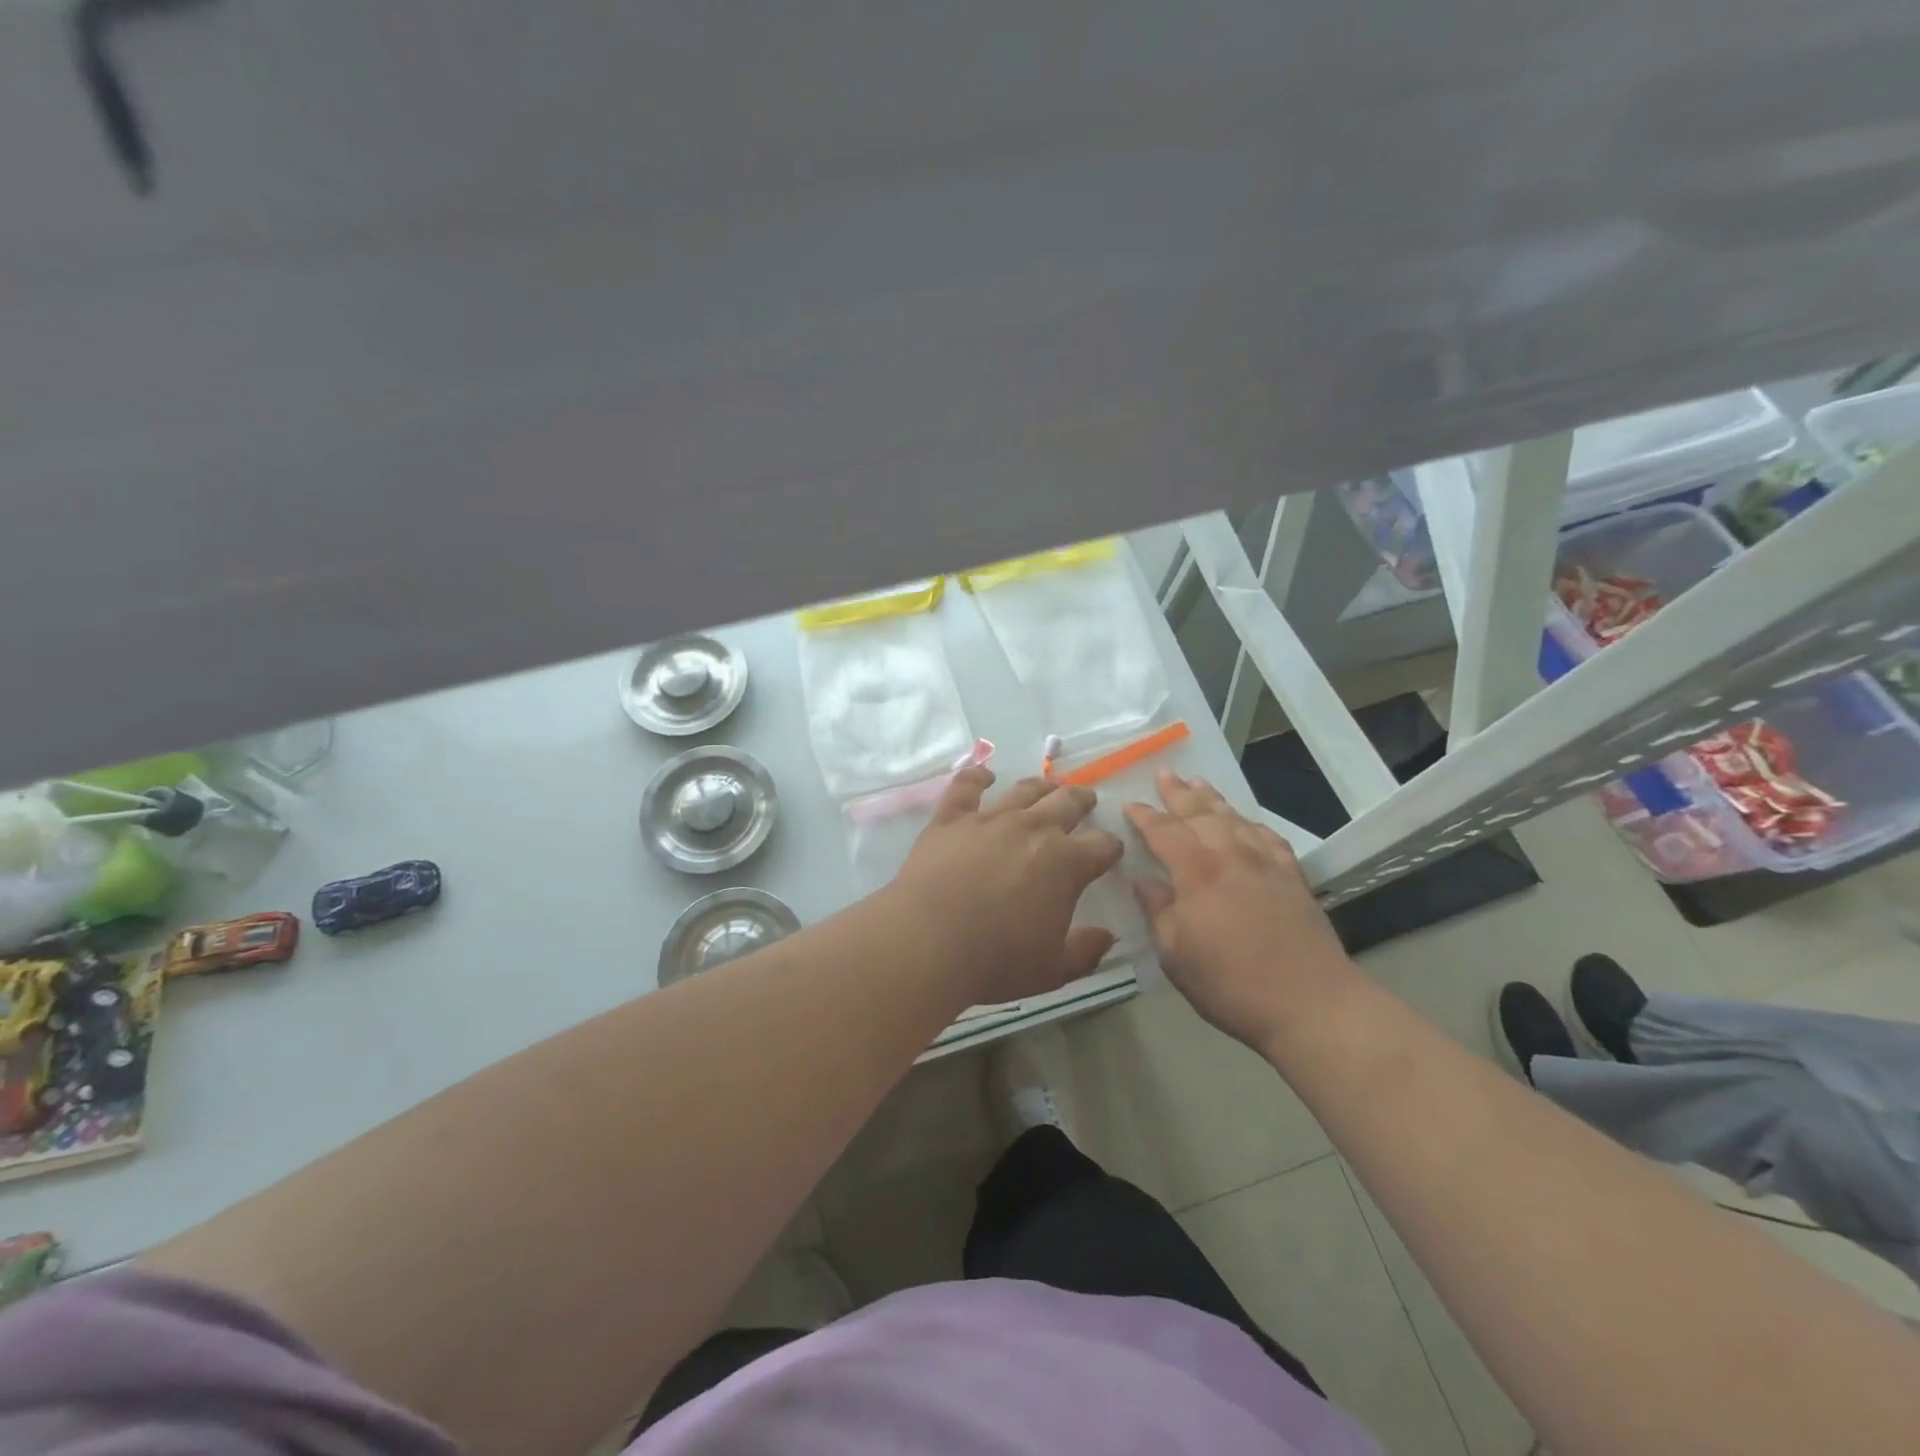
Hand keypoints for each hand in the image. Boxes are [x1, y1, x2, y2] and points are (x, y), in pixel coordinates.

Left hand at [893, 768, 1124, 1005]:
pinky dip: (977, 777)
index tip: (1109, 852)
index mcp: (1066, 864)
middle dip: (1081, 801)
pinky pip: (966, 787)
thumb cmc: (996, 961)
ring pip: (1024, 791)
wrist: (929, 943)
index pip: (1101, 846)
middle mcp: (1033, 829)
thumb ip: (1085, 951)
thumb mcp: (1052, 970)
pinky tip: (984, 776)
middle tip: (1086, 800)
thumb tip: (1106, 937)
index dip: (1109, 848)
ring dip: (1041, 786)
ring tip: (1048, 786)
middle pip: (1067, 803)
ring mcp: (990, 819)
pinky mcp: (951, 819)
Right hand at [1124, 769, 1356, 1046]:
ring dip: (1214, 800)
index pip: (1164, 831)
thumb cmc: (1230, 983)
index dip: (1144, 816)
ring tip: (1200, 784)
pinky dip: (1252, 824)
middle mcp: (1231, 856)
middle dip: (1179, 793)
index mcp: (1197, 871)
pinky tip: (1248, 824)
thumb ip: (1157, 911)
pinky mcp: (1293, 878)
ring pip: (1235, 819)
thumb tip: (1143, 880)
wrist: (1310, 1003)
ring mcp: (1266, 864)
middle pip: (1201, 814)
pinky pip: (1268, 838)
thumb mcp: (1175, 954)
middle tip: (1165, 773)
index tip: (1129, 804)